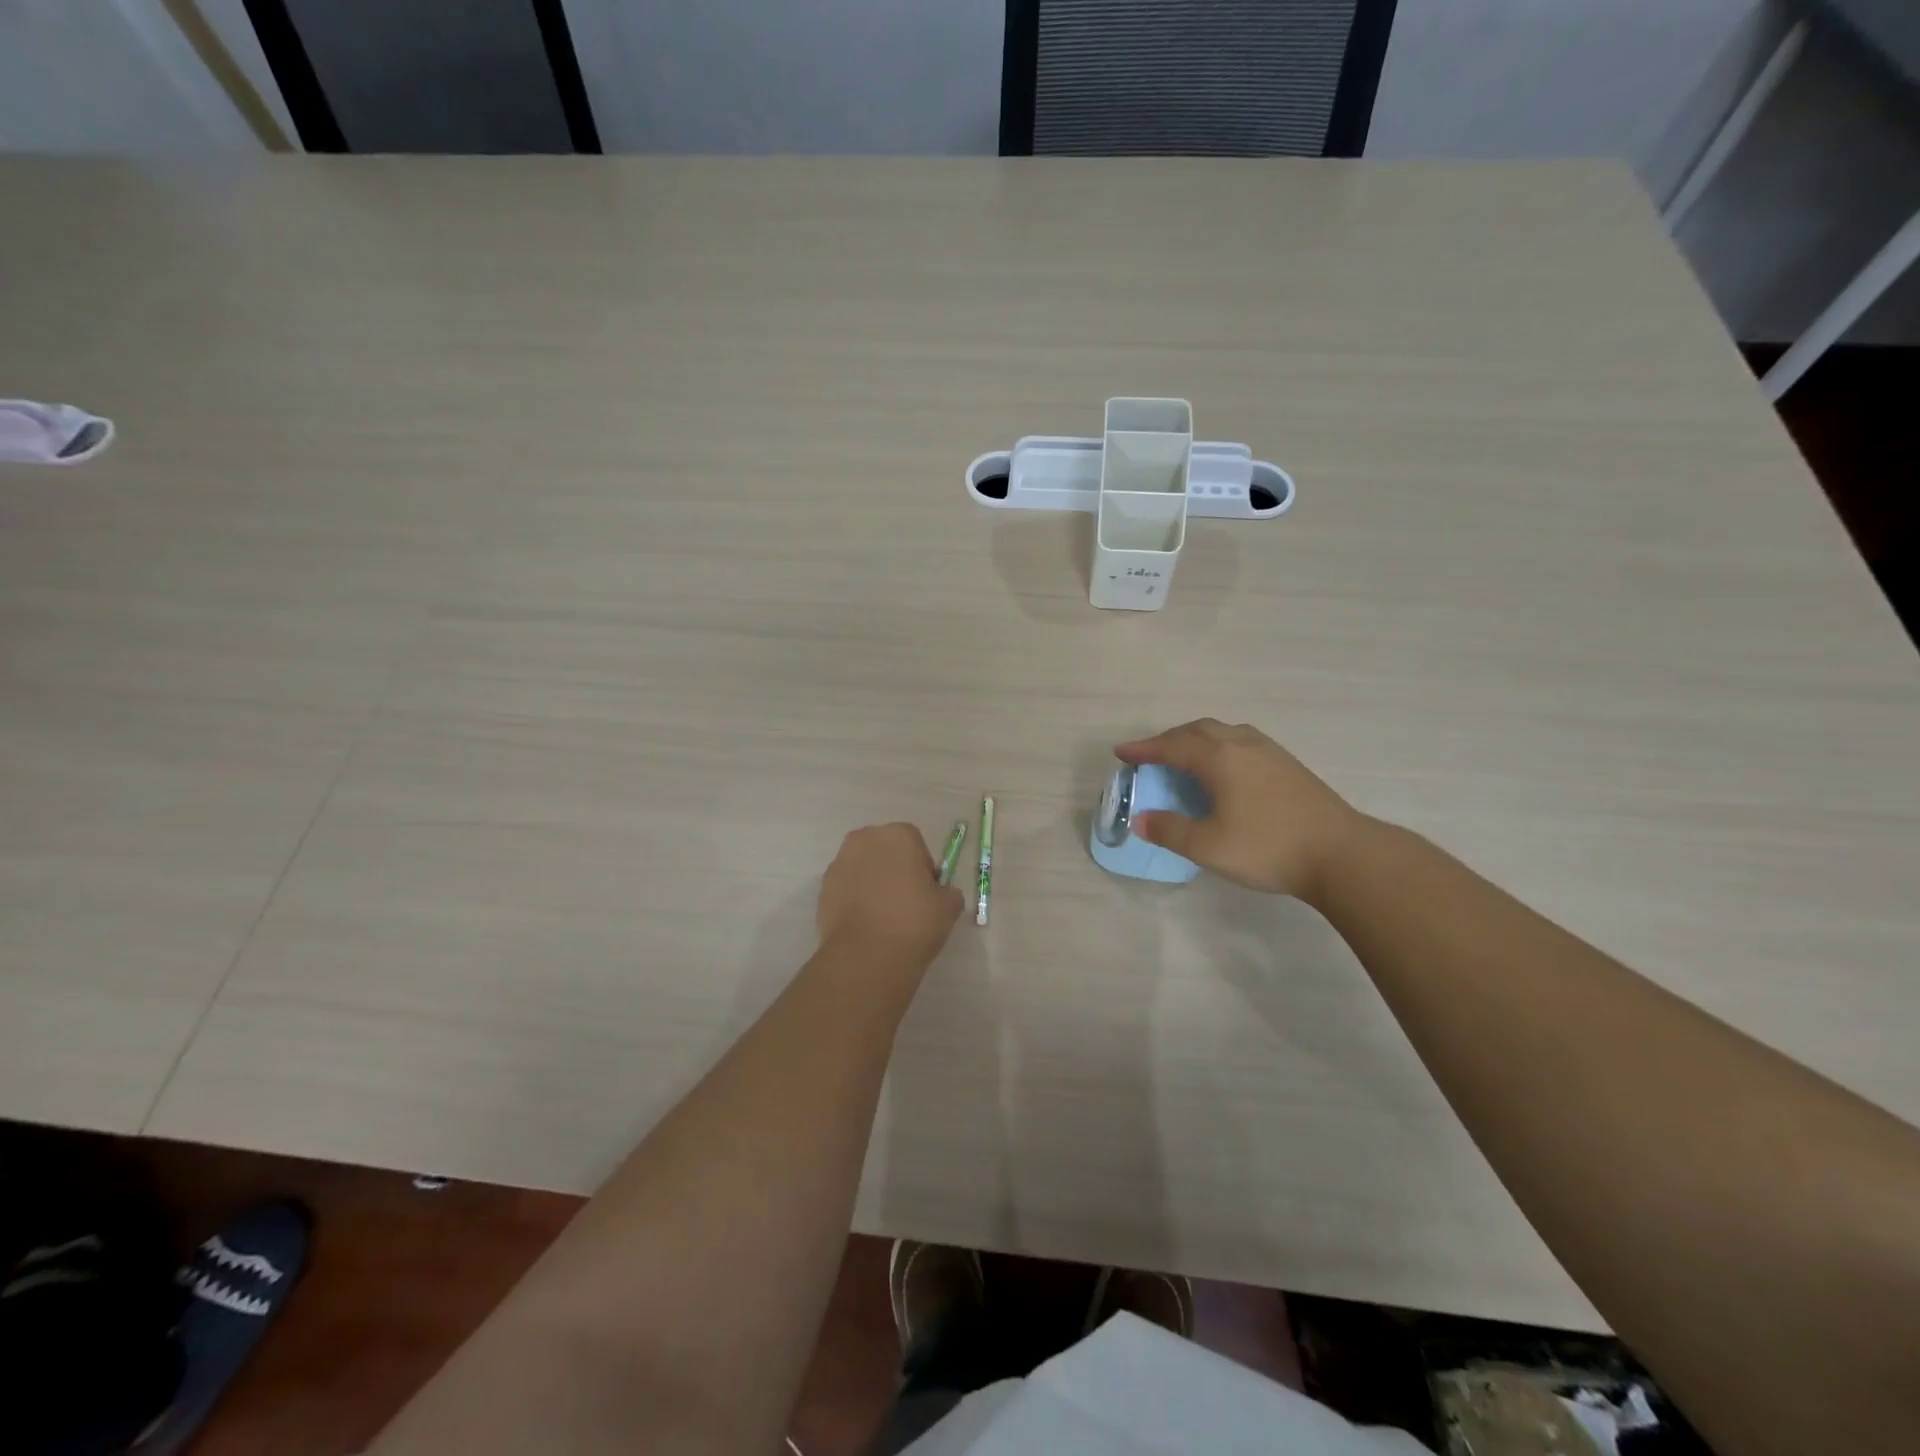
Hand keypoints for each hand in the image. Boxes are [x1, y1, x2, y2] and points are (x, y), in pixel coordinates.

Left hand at [817, 823, 963, 971]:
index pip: (916, 843)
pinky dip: (855, 900)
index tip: (926, 893)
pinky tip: (865, 925)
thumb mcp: (949, 907)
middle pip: (885, 851)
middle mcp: (864, 840)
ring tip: (884, 917)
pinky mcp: (823, 889)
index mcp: (898, 835)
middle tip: (906, 902)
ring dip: (873, 883)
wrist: (865, 957)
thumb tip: (939, 894)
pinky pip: (846, 888)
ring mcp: (839, 863)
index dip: (923, 868)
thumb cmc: (913, 922)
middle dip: (895, 869)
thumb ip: (947, 892)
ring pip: (863, 868)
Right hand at [1115, 720, 1363, 902]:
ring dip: (1196, 739)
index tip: (1121, 753)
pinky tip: (1224, 769)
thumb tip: (1141, 819)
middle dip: (1168, 740)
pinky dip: (1219, 746)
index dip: (1143, 749)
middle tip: (1149, 755)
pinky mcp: (1288, 765)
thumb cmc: (1268, 847)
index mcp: (1220, 758)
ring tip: (1184, 757)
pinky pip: (1241, 741)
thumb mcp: (1208, 846)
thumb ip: (1170, 830)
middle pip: (1197, 731)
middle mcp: (1242, 745)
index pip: (1171, 746)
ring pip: (1223, 732)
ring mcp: (1269, 752)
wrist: (1342, 854)